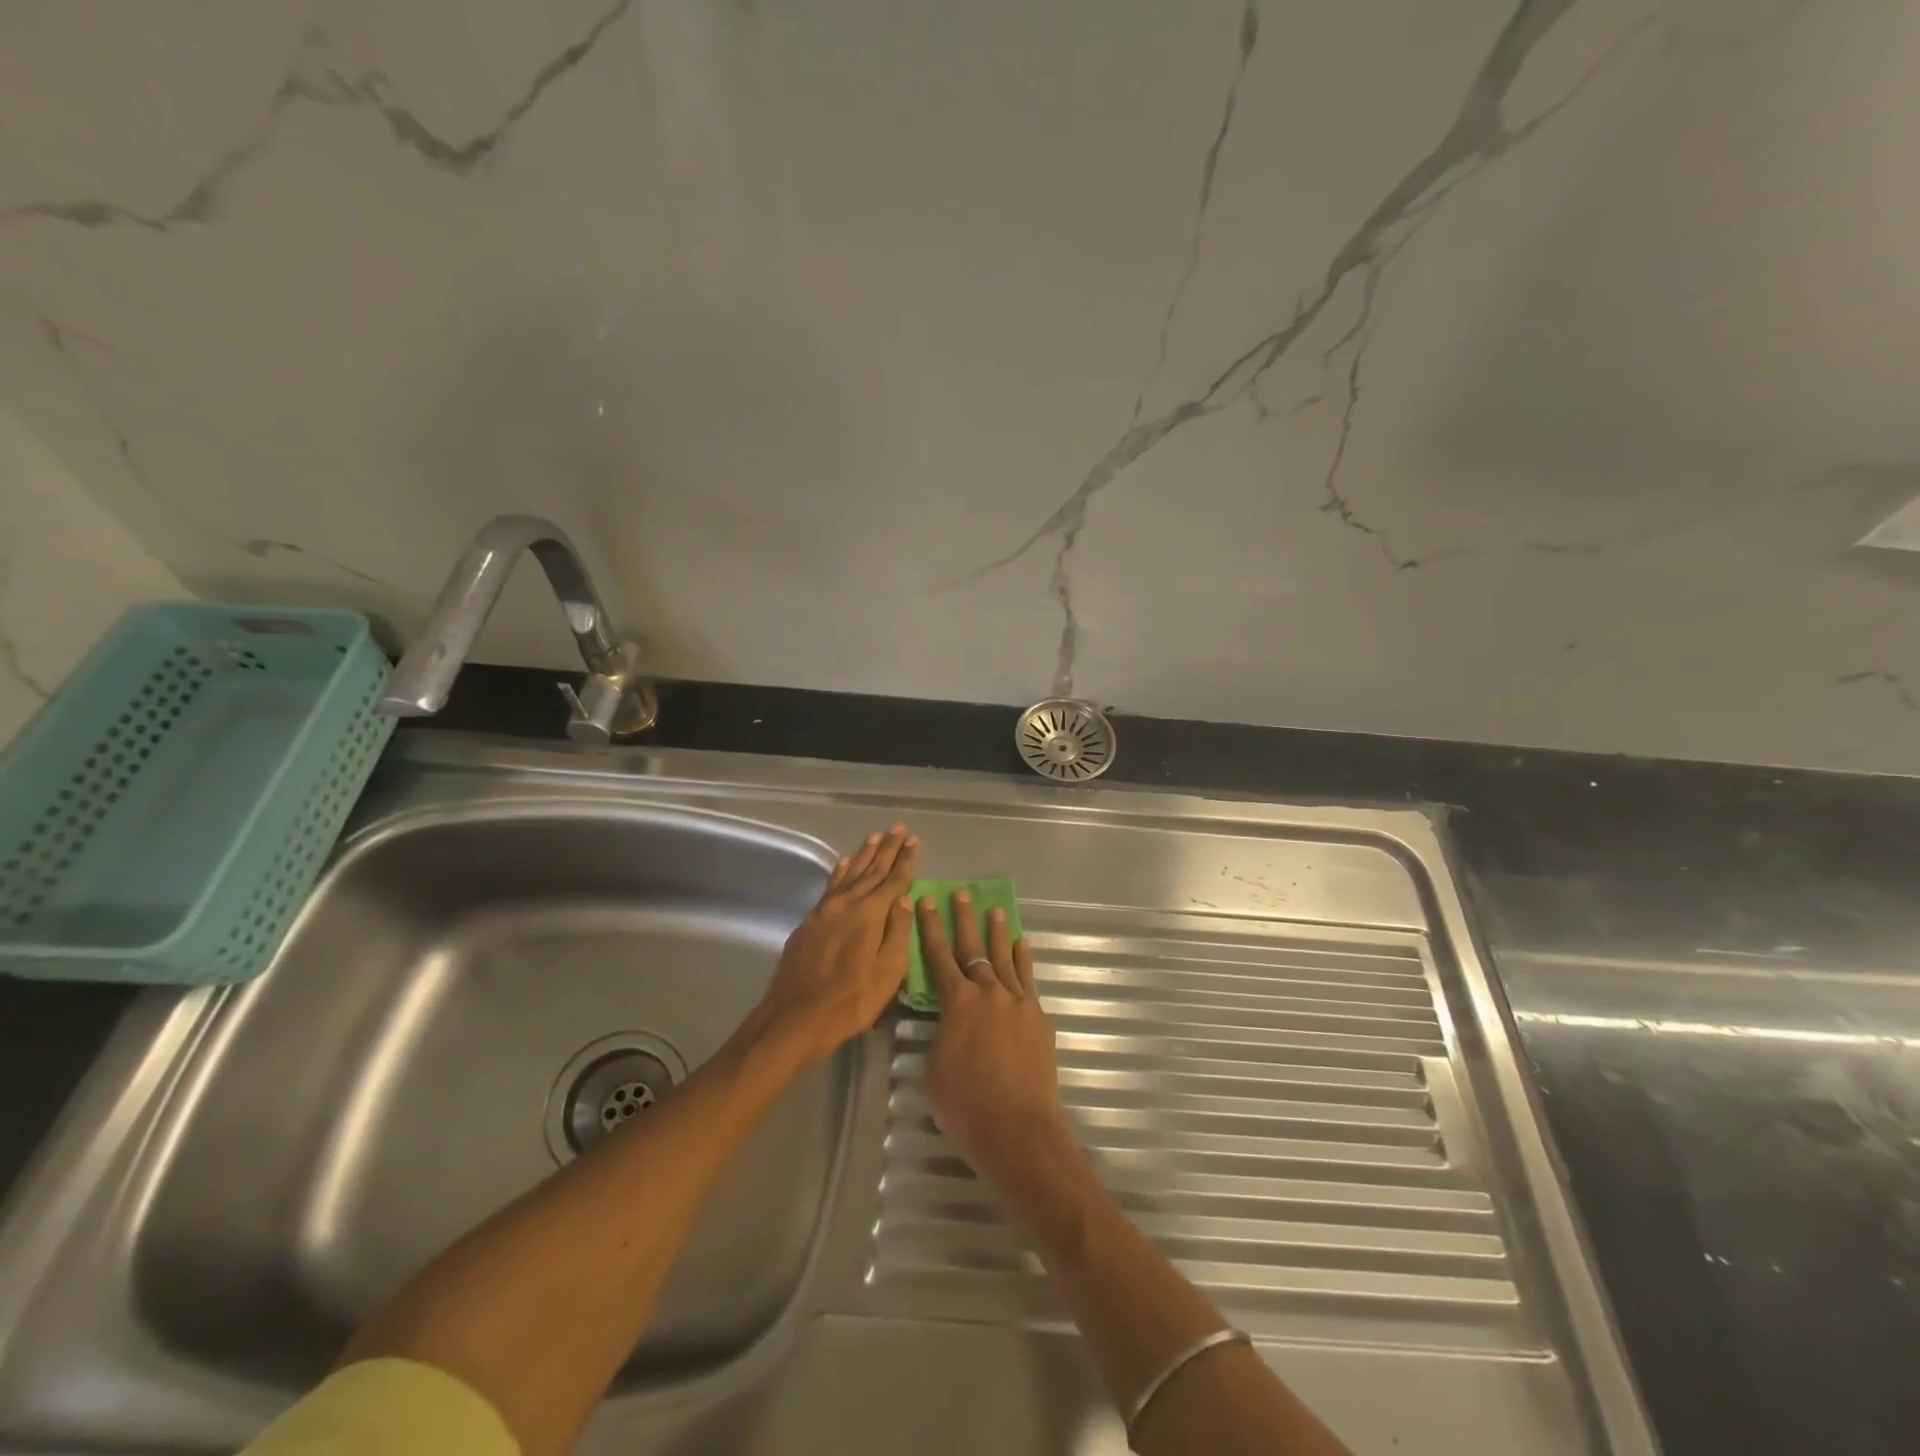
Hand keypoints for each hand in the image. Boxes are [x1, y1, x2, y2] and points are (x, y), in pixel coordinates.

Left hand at [759, 824, 918, 1061]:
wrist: (795, 1017)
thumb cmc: (851, 1000)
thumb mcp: (888, 971)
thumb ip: (898, 932)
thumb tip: (906, 899)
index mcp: (870, 913)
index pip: (894, 879)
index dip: (906, 860)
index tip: (914, 840)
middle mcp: (847, 903)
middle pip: (872, 869)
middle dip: (887, 848)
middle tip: (898, 828)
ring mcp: (825, 910)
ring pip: (849, 873)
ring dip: (864, 854)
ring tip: (875, 837)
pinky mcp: (809, 921)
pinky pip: (830, 885)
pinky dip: (840, 871)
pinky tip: (843, 863)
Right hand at [917, 888, 1073, 1191]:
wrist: (1017, 1128)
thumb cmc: (965, 1104)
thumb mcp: (935, 1067)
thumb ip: (942, 1033)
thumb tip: (951, 1021)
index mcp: (957, 1002)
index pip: (938, 956)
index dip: (931, 928)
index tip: (928, 901)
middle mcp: (988, 992)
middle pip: (974, 948)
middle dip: (965, 919)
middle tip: (962, 894)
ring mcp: (1017, 1002)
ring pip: (1005, 958)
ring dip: (998, 933)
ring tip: (995, 910)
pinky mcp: (1038, 1018)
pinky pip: (1028, 980)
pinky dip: (1023, 960)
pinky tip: (1022, 946)